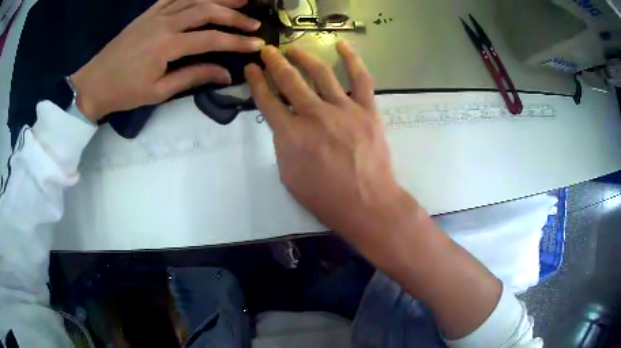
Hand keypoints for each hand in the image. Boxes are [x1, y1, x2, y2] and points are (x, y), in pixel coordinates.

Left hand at [71, 0, 265, 121]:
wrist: (93, 83)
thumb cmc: (124, 92)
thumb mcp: (159, 91)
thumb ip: (193, 77)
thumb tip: (225, 75)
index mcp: (167, 46)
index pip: (211, 39)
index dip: (237, 41)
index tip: (257, 44)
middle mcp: (165, 23)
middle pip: (207, 11)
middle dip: (234, 16)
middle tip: (254, 21)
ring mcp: (156, 14)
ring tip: (241, 0)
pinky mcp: (149, 12)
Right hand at [245, 43, 416, 238]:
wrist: (366, 203)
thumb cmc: (325, 197)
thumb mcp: (289, 176)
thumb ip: (283, 146)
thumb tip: (285, 125)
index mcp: (291, 134)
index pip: (267, 100)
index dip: (256, 81)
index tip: (251, 68)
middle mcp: (313, 115)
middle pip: (289, 80)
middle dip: (275, 62)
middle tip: (268, 51)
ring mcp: (343, 109)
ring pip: (320, 73)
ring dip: (304, 56)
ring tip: (294, 48)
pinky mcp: (367, 110)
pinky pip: (361, 78)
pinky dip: (352, 59)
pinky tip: (341, 45)